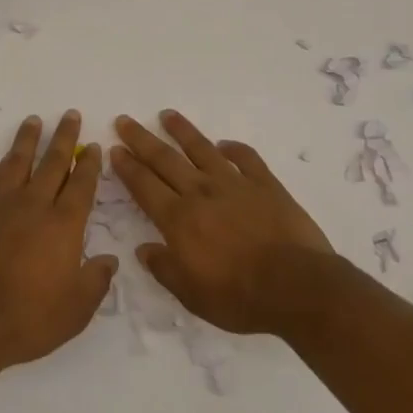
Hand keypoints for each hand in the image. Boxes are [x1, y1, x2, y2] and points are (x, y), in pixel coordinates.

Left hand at [0, 111, 117, 373]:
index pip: (82, 185)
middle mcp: (36, 206)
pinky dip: (7, 162)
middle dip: (64, 138)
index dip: (90, 164)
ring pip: (21, 162)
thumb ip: (95, 281)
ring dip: (30, 139)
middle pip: (53, 162)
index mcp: (64, 225)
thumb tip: (109, 259)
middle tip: (70, 115)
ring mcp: (5, 207)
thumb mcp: (76, 310)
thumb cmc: (29, 319)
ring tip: (35, 121)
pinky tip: (10, 158)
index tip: (94, 146)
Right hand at [110, 110, 335, 334]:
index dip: (128, 167)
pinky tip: (225, 144)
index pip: (145, 186)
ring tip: (167, 115)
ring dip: (182, 131)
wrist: (297, 287)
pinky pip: (246, 158)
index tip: (115, 149)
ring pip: (201, 149)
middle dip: (142, 139)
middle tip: (125, 120)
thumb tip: (143, 249)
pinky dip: (234, 149)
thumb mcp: (192, 295)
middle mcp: (201, 193)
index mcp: (179, 219)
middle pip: (165, 159)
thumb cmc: (240, 297)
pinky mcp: (265, 184)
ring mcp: (234, 184)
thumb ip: (165, 269)